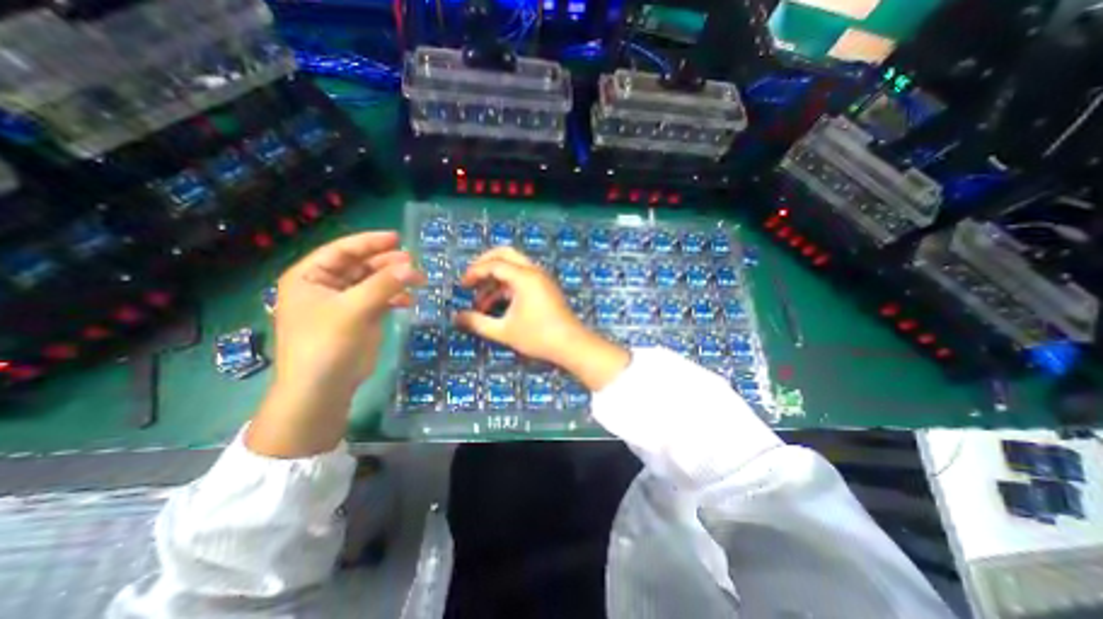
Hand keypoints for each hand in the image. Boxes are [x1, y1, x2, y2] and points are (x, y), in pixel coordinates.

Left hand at [250, 231, 422, 455]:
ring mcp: (344, 303)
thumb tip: (412, 267)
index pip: (341, 251)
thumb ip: (384, 285)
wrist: (323, 388)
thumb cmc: (327, 343)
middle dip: (387, 263)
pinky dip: (395, 298)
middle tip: (413, 263)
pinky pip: (380, 299)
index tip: (397, 238)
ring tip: (418, 280)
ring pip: (373, 282)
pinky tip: (408, 301)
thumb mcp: (354, 309)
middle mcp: (326, 286)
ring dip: (394, 280)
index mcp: (310, 277)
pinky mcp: (359, 318)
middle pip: (360, 265)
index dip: (369, 243)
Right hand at [458, 247, 628, 389]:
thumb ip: (477, 322)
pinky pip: (521, 279)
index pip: (494, 264)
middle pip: (505, 255)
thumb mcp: (504, 331)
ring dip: (495, 280)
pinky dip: (507, 287)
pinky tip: (496, 306)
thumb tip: (456, 317)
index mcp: (524, 277)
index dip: (474, 272)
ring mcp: (541, 279)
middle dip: (484, 264)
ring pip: (513, 268)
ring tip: (480, 303)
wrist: (571, 345)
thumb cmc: (538, 336)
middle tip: (471, 280)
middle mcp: (533, 271)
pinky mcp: (545, 288)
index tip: (462, 286)